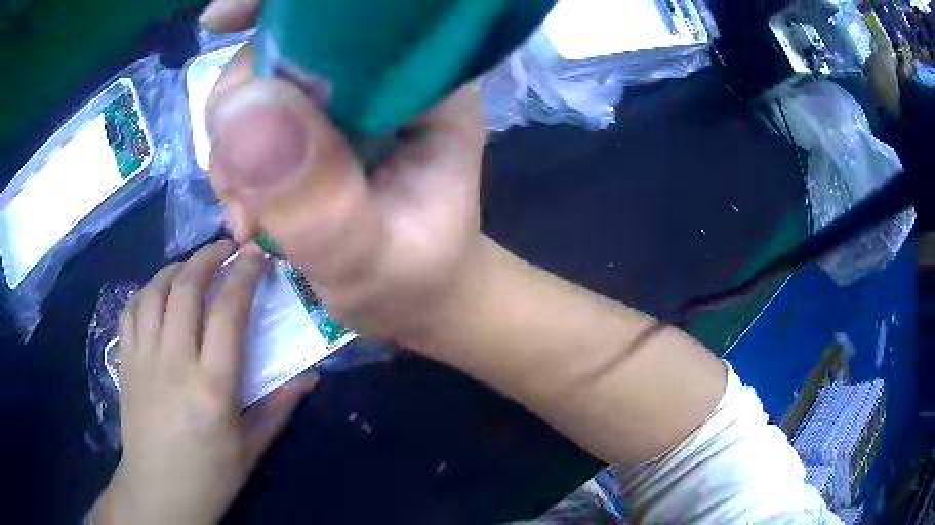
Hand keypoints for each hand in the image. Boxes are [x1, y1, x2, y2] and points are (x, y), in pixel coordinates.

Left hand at [91, 241, 317, 524]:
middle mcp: (174, 363)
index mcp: (212, 387)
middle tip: (226, 248)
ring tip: (193, 266)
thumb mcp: (252, 448)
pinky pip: (131, 309)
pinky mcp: (125, 361)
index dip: (243, 276)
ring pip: (155, 290)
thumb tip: (311, 376)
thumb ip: (280, 407)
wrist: (159, 491)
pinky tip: (159, 292)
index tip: (255, 255)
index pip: (228, 312)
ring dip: (177, 268)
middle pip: (186, 288)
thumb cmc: (211, 475)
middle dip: (208, 257)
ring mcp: (143, 359)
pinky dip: (147, 289)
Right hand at [201, 0, 487, 348]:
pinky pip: (253, 122)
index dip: (283, 3)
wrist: (412, 297)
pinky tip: (247, 216)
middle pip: (288, 44)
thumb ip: (316, 198)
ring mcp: (344, 100)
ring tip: (248, 219)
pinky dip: (234, 165)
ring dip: (232, 147)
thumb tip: (242, 112)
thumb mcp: (370, 260)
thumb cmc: (413, 282)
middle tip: (237, 190)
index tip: (220, 20)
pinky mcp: (314, 126)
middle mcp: (385, 77)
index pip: (358, 13)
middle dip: (240, 104)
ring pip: (260, 84)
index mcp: (428, 86)